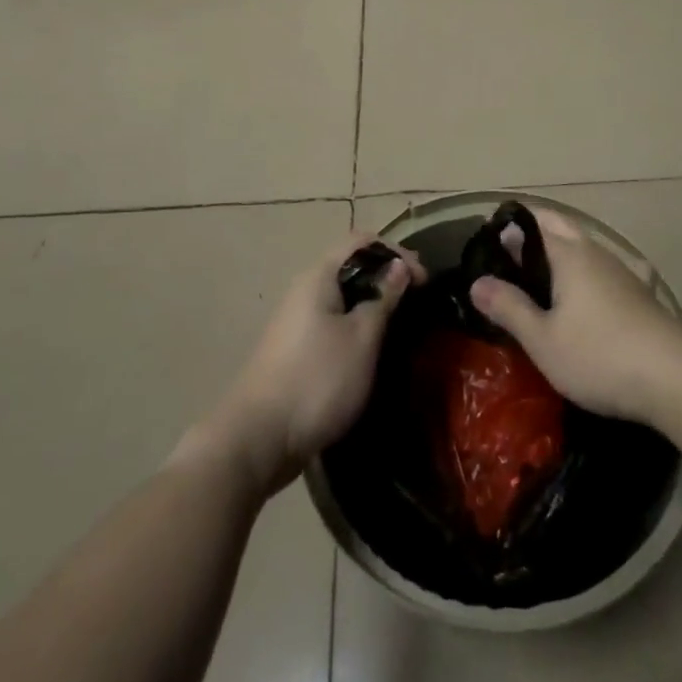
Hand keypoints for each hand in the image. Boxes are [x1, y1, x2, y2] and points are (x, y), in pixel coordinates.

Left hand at [185, 234, 425, 495]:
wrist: (257, 440)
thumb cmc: (317, 380)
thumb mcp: (362, 337)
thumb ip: (383, 297)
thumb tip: (399, 265)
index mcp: (319, 277)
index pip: (361, 241)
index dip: (396, 252)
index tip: (424, 281)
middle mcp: (304, 290)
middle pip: (351, 266)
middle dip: (386, 277)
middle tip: (417, 301)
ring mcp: (296, 321)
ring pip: (342, 297)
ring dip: (372, 303)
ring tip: (400, 325)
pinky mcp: (295, 350)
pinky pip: (333, 322)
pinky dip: (356, 326)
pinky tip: (371, 350)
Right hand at [469, 208, 681, 424]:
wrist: (675, 378)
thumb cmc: (599, 354)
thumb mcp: (543, 340)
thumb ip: (508, 308)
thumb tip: (477, 282)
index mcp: (569, 254)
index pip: (532, 223)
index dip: (508, 230)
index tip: (486, 248)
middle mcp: (595, 252)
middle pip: (560, 227)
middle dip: (533, 233)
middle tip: (508, 259)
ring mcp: (621, 271)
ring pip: (583, 247)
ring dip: (559, 253)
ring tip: (536, 280)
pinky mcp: (638, 294)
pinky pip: (600, 270)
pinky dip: (581, 273)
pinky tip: (579, 300)